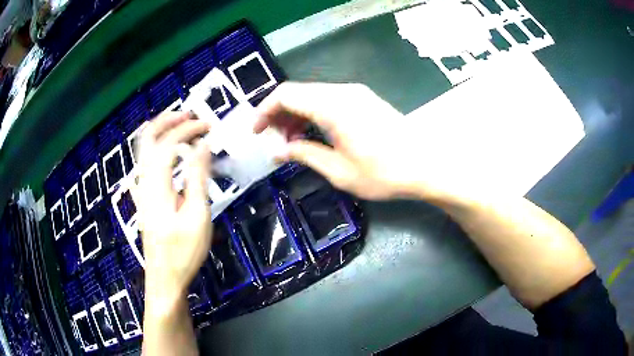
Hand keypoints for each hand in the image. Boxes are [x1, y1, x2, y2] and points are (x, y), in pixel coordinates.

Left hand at [135, 111, 212, 299]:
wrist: (164, 279)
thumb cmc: (183, 252)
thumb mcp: (197, 217)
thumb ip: (198, 178)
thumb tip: (203, 146)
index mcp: (157, 186)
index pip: (168, 144)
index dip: (188, 129)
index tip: (209, 126)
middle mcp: (144, 182)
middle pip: (147, 139)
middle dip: (167, 120)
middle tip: (189, 113)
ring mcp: (141, 190)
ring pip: (143, 149)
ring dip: (160, 130)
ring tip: (180, 123)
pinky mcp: (144, 197)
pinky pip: (145, 161)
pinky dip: (156, 145)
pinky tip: (168, 149)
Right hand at [254, 82, 448, 200]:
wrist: (425, 166)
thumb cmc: (383, 173)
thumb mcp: (338, 170)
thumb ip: (304, 155)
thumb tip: (278, 151)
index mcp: (332, 106)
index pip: (286, 95)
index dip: (264, 111)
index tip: (256, 132)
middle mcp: (342, 92)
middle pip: (298, 93)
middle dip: (279, 115)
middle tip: (275, 142)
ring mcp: (356, 93)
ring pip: (313, 95)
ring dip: (297, 115)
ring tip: (293, 143)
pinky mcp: (365, 100)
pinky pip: (329, 100)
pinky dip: (314, 114)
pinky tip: (315, 134)